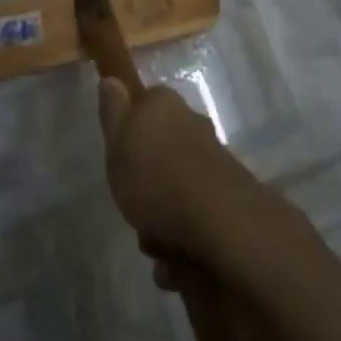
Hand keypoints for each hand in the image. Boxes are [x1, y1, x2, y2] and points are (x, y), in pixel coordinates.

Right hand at [96, 79, 267, 276]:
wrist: (220, 222)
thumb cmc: (156, 178)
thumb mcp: (118, 144)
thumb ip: (113, 112)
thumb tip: (111, 79)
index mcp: (164, 105)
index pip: (143, 104)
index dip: (129, 130)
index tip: (120, 157)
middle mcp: (192, 124)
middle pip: (160, 149)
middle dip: (146, 182)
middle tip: (133, 206)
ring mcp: (213, 160)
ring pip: (176, 186)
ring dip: (163, 219)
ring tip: (155, 245)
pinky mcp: (228, 194)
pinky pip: (195, 215)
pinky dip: (184, 238)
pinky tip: (176, 260)